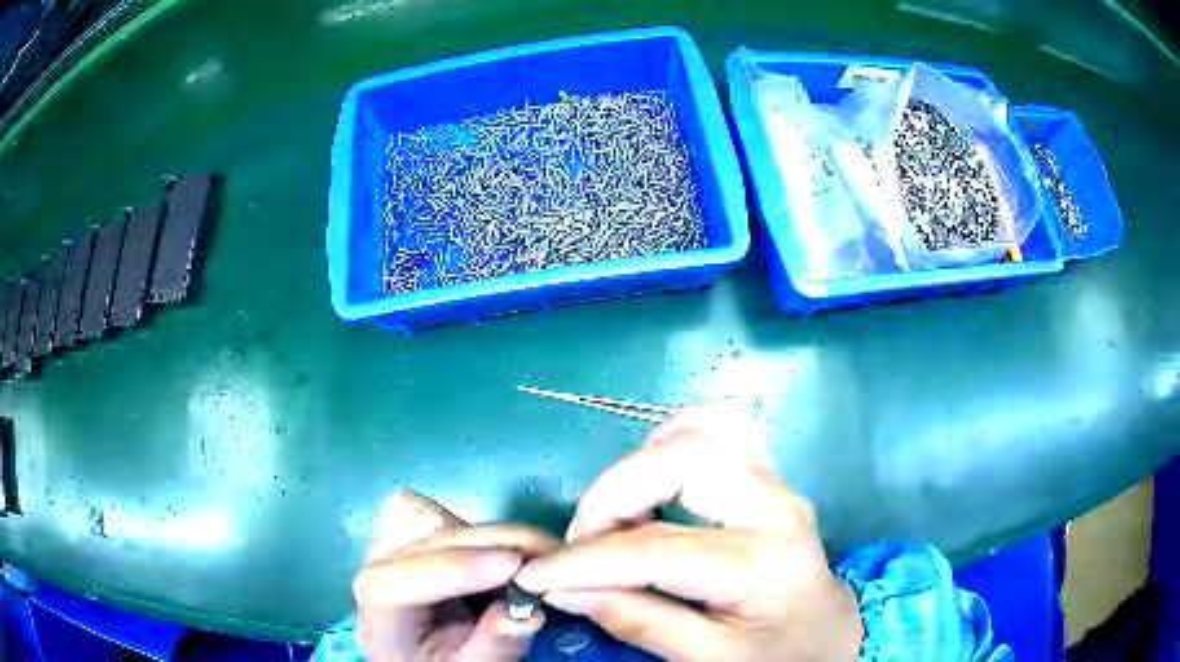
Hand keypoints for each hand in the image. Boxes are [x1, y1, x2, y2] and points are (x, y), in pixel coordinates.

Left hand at [353, 490, 558, 661]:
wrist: (419, 652)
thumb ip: (495, 646)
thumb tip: (528, 611)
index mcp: (379, 617)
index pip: (396, 585)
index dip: (454, 570)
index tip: (514, 566)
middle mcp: (372, 571)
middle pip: (424, 543)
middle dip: (494, 545)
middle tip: (553, 558)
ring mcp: (381, 543)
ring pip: (432, 519)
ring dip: (484, 538)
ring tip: (516, 566)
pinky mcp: (395, 527)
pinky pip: (427, 509)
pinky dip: (462, 524)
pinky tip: (478, 553)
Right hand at [514, 404, 863, 661]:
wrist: (831, 635)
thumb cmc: (776, 657)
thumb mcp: (708, 661)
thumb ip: (636, 620)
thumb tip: (564, 588)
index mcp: (762, 565)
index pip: (654, 548)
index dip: (582, 560)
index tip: (536, 576)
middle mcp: (774, 506)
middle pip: (678, 458)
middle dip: (610, 496)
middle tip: (586, 545)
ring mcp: (774, 482)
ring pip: (694, 431)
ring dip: (635, 472)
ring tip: (616, 525)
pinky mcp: (767, 476)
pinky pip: (714, 431)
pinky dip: (668, 446)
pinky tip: (651, 490)